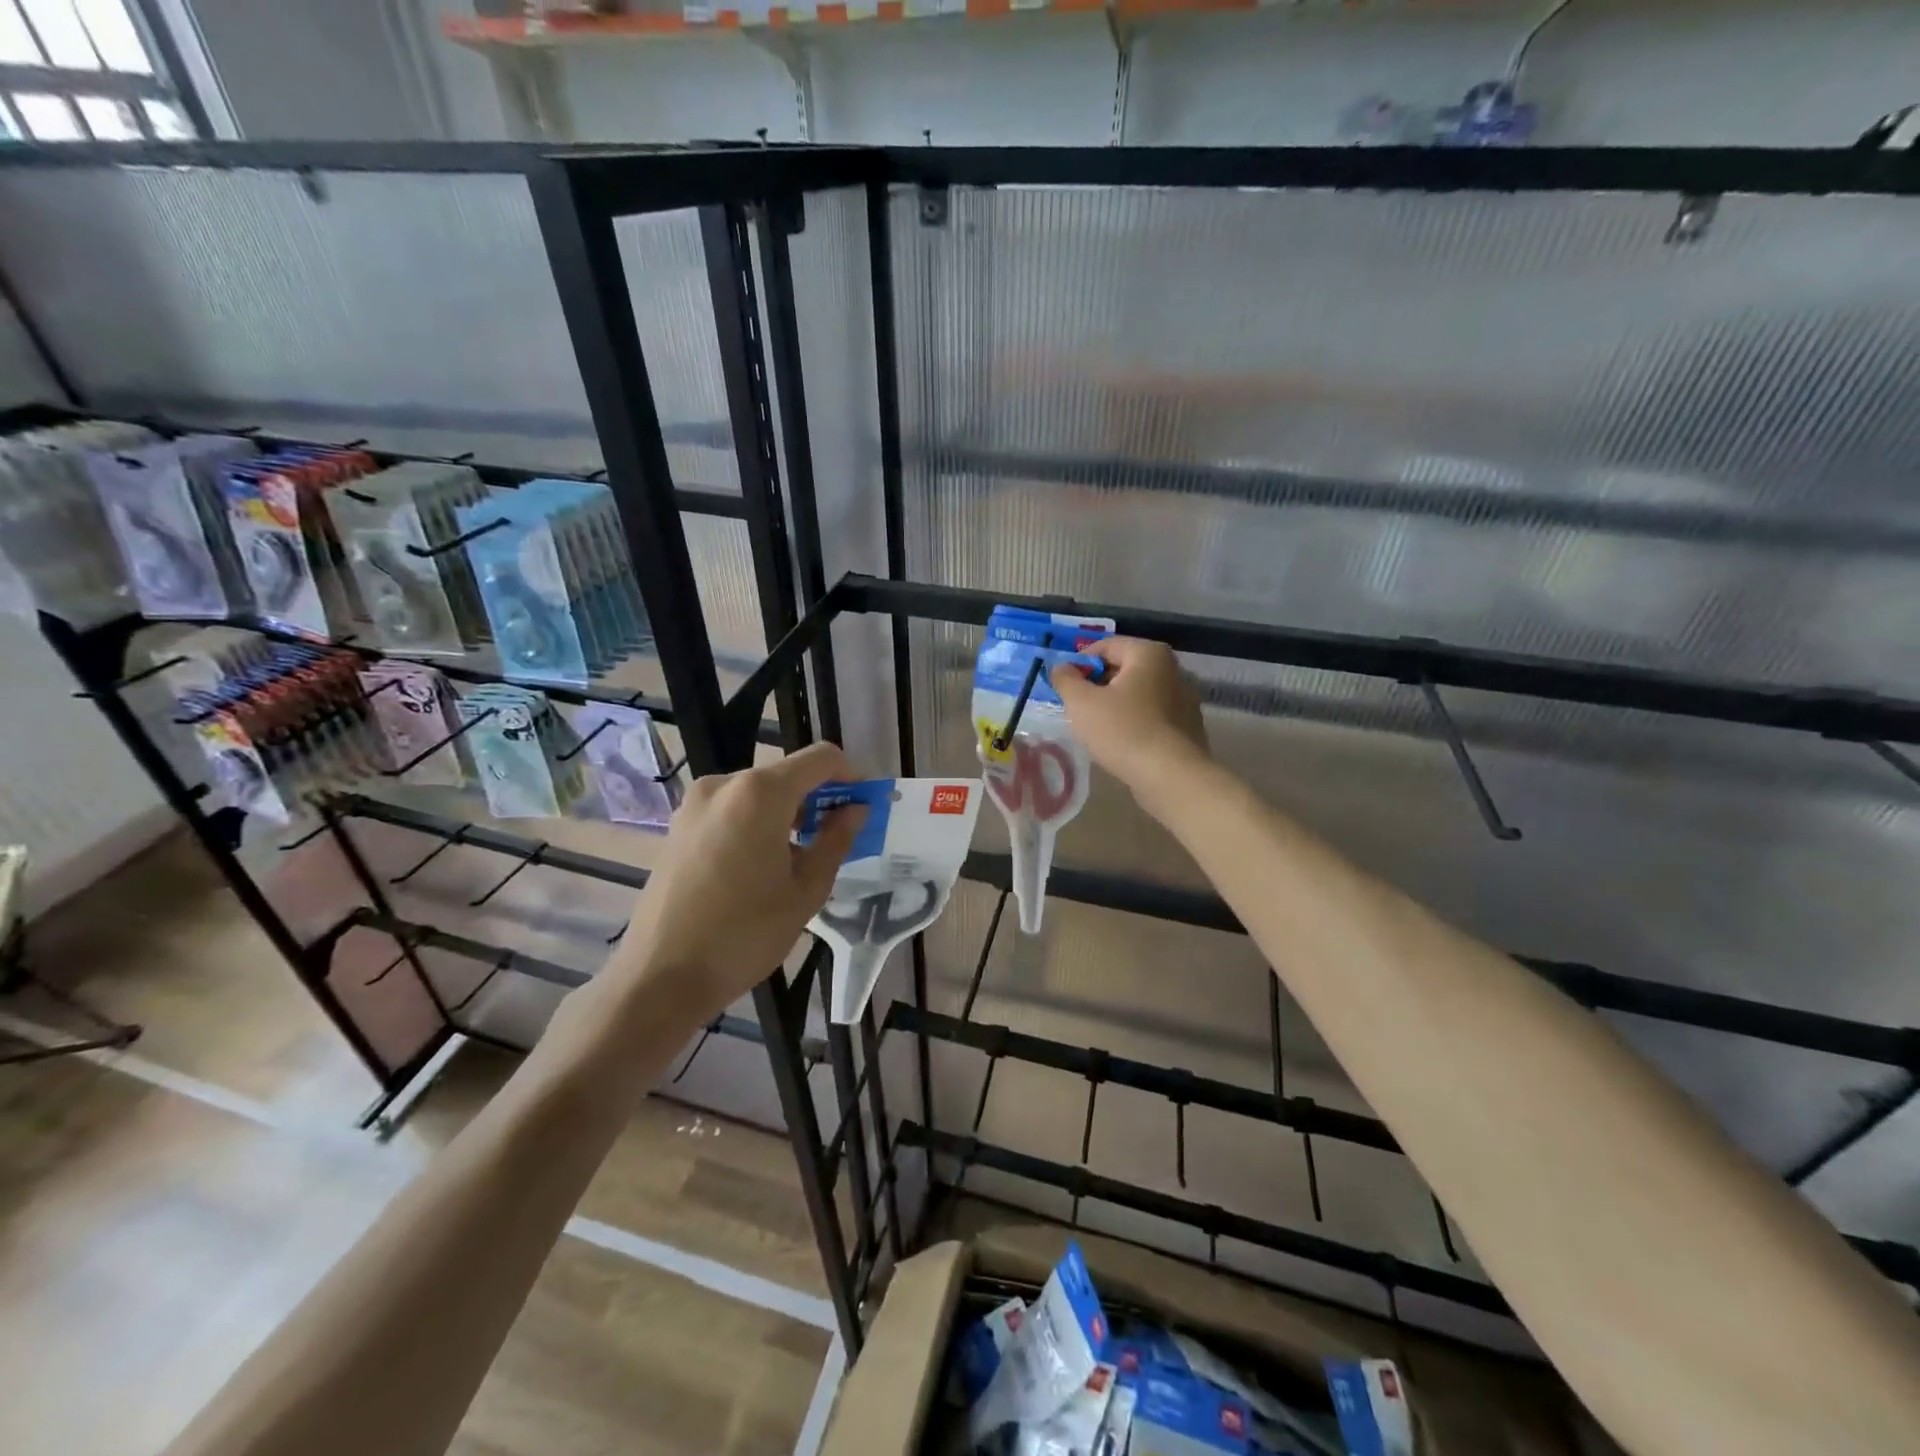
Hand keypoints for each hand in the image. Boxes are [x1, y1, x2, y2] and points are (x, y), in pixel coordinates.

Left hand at [614, 742, 864, 1021]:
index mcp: (760, 792)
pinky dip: (755, 823)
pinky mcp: (677, 826)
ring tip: (794, 860)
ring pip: (757, 793)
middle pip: (787, 774)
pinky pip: (730, 810)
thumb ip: (836, 840)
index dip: (850, 776)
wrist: (660, 977)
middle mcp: (724, 784)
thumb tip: (854, 810)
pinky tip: (757, 867)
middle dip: (817, 799)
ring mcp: (694, 804)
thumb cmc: (744, 934)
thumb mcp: (806, 890)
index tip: (862, 808)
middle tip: (832, 840)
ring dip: (786, 813)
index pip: (821, 758)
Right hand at [1051, 637, 1208, 792]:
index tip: (1064, 685)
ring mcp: (1184, 698)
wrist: (1169, 776)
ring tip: (1097, 727)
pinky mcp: (1188, 726)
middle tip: (1077, 707)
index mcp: (1149, 654)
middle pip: (1124, 668)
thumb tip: (1061, 667)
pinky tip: (1121, 742)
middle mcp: (1172, 669)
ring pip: (1138, 693)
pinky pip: (1152, 715)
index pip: (1105, 646)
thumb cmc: (1122, 730)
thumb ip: (1066, 679)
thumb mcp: (1081, 703)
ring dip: (1116, 704)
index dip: (1079, 663)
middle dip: (1098, 684)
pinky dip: (1134, 721)